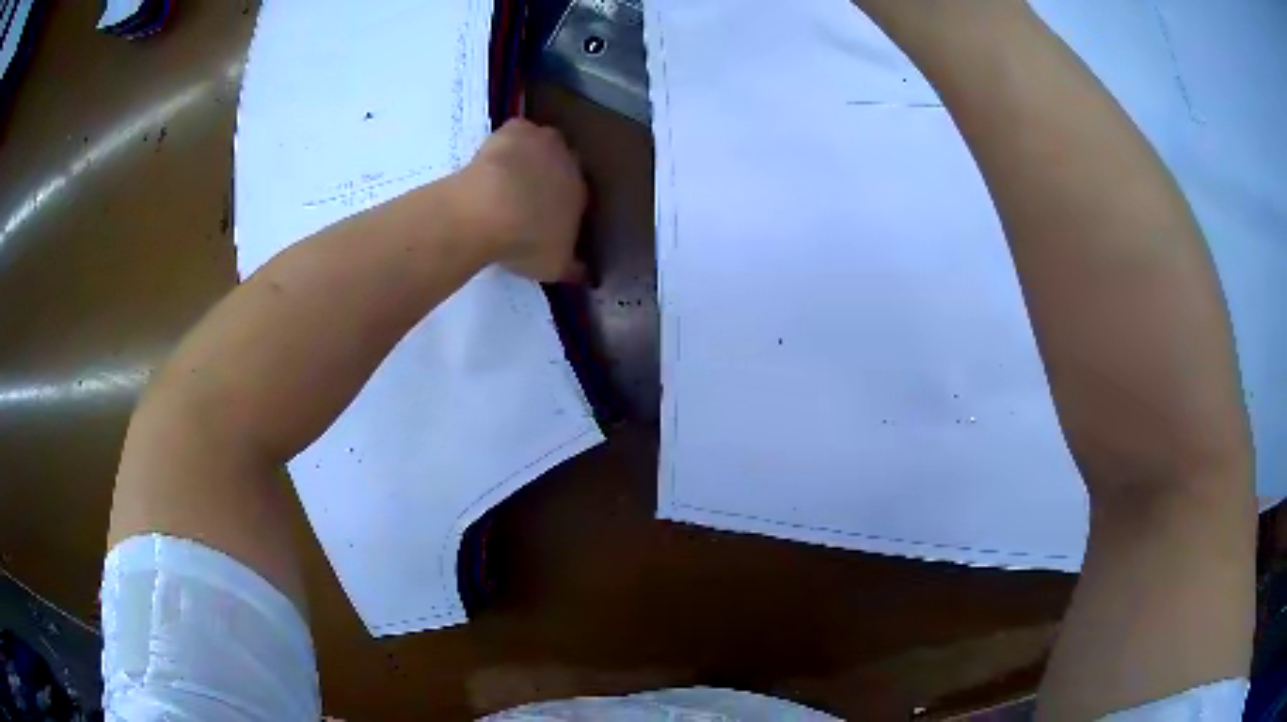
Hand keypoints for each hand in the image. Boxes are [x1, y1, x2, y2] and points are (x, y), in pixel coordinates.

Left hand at [455, 119, 587, 281]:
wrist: (487, 211)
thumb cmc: (525, 241)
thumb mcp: (554, 267)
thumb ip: (573, 268)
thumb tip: (587, 274)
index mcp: (581, 193)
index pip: (579, 195)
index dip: (563, 205)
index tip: (546, 217)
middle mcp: (569, 162)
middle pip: (566, 164)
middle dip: (551, 176)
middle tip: (528, 196)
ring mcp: (542, 141)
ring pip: (543, 144)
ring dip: (532, 156)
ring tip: (509, 178)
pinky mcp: (515, 128)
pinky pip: (516, 132)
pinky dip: (509, 142)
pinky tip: (494, 160)